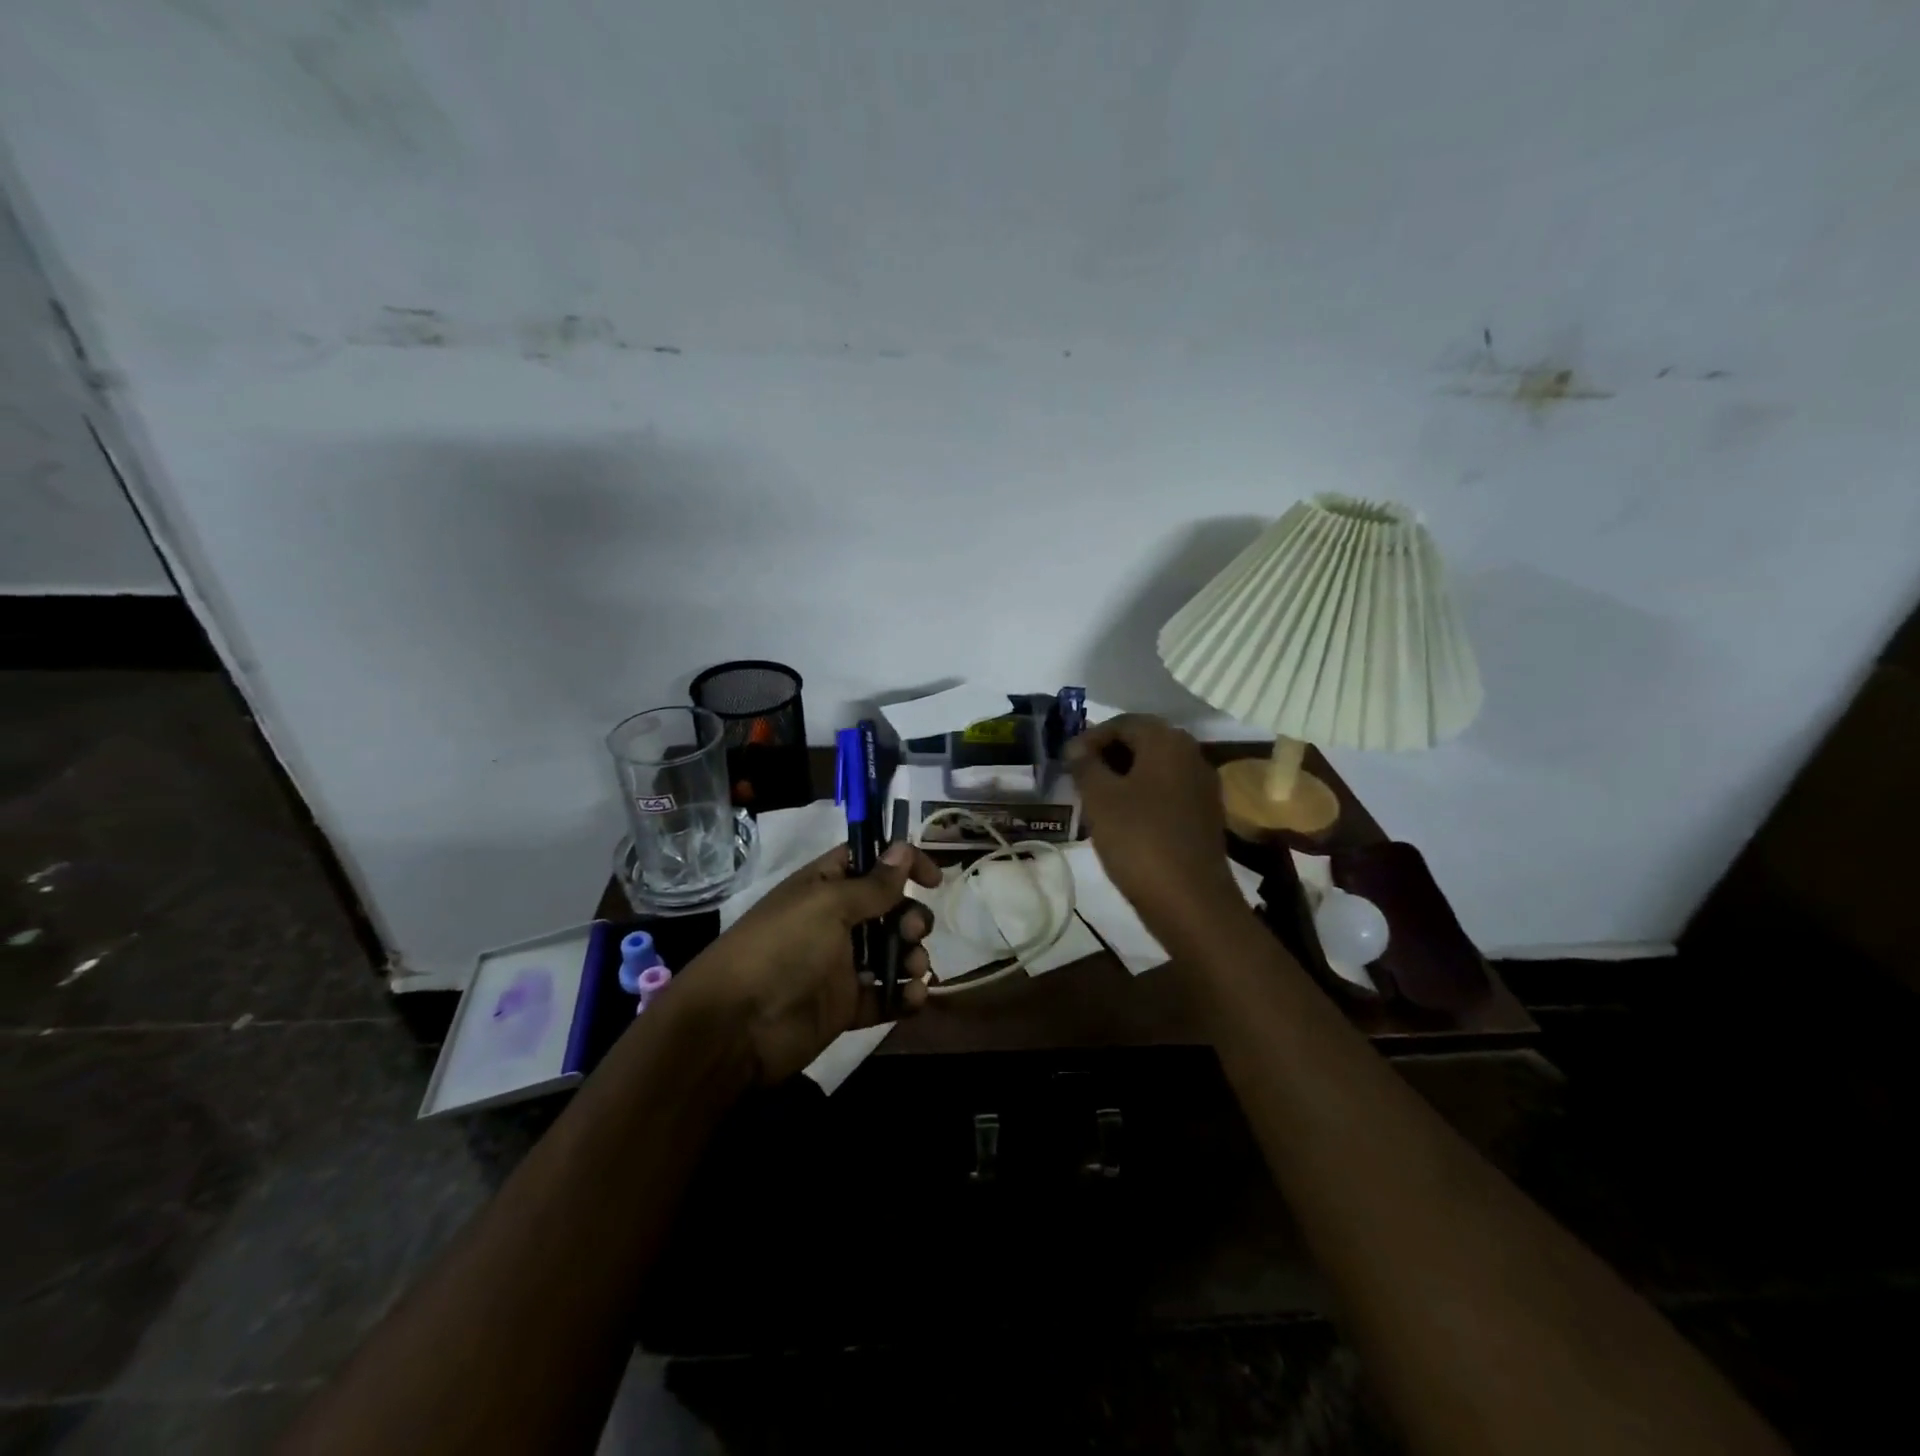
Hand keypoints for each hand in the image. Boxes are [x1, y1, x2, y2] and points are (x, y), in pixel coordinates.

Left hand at [682, 841, 941, 1084]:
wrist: (736, 1027)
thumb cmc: (782, 948)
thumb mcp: (828, 905)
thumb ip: (872, 884)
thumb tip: (903, 848)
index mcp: (825, 887)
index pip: (869, 862)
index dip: (903, 864)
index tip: (934, 879)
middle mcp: (835, 922)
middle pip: (889, 909)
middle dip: (910, 916)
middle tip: (913, 930)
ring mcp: (841, 965)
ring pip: (892, 952)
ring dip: (912, 956)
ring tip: (914, 969)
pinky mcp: (846, 1006)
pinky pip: (885, 996)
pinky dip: (904, 996)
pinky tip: (913, 997)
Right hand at [1067, 714, 1245, 946]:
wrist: (1190, 901)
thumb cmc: (1139, 840)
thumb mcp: (1100, 799)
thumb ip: (1085, 765)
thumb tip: (1077, 746)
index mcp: (1167, 742)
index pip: (1124, 722)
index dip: (1091, 737)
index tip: (1067, 760)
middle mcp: (1191, 754)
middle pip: (1143, 742)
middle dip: (1108, 755)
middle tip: (1079, 777)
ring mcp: (1202, 786)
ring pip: (1155, 768)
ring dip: (1124, 776)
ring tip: (1095, 799)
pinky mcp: (1204, 815)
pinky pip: (1167, 791)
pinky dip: (1142, 796)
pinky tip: (1122, 819)